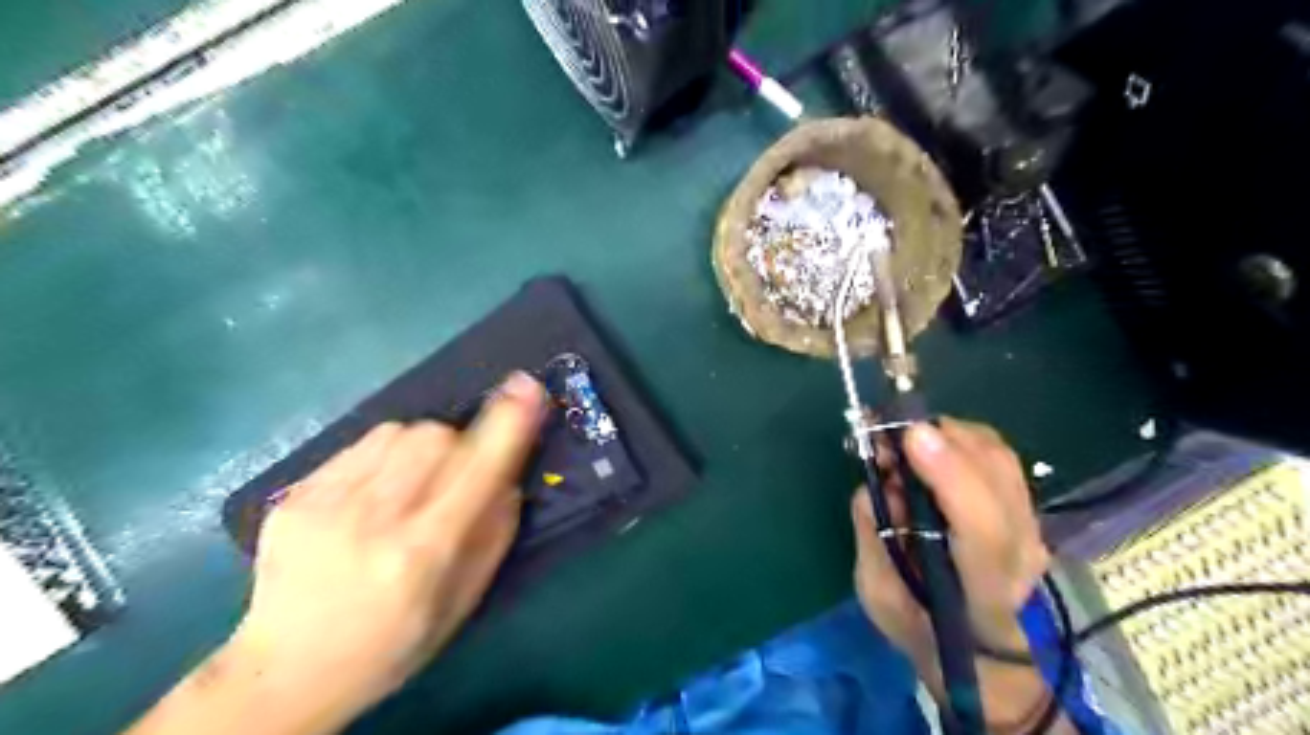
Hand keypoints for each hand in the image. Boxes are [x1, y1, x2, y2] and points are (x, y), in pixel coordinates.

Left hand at [223, 376, 543, 731]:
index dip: (507, 424)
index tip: (528, 387)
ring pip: (398, 431)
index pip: (477, 469)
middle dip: (461, 442)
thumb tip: (511, 472)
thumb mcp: (463, 599)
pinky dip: (384, 454)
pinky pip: (360, 444)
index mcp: (423, 552)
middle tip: (456, 474)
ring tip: (411, 483)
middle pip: (436, 436)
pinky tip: (374, 491)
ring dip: (422, 445)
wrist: (288, 671)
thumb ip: (495, 531)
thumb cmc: (395, 642)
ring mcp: (326, 503)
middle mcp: (374, 520)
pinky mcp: (295, 495)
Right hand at [851, 418, 1050, 727]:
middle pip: (997, 478)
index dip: (951, 476)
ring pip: (999, 457)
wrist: (982, 650)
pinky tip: (929, 444)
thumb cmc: (922, 629)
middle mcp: (1020, 553)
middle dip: (940, 440)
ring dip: (948, 433)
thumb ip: (875, 540)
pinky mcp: (1025, 508)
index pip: (983, 530)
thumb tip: (876, 484)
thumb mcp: (879, 597)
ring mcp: (1031, 527)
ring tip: (901, 438)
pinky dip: (960, 437)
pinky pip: (998, 455)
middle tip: (886, 435)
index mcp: (983, 591)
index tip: (912, 437)